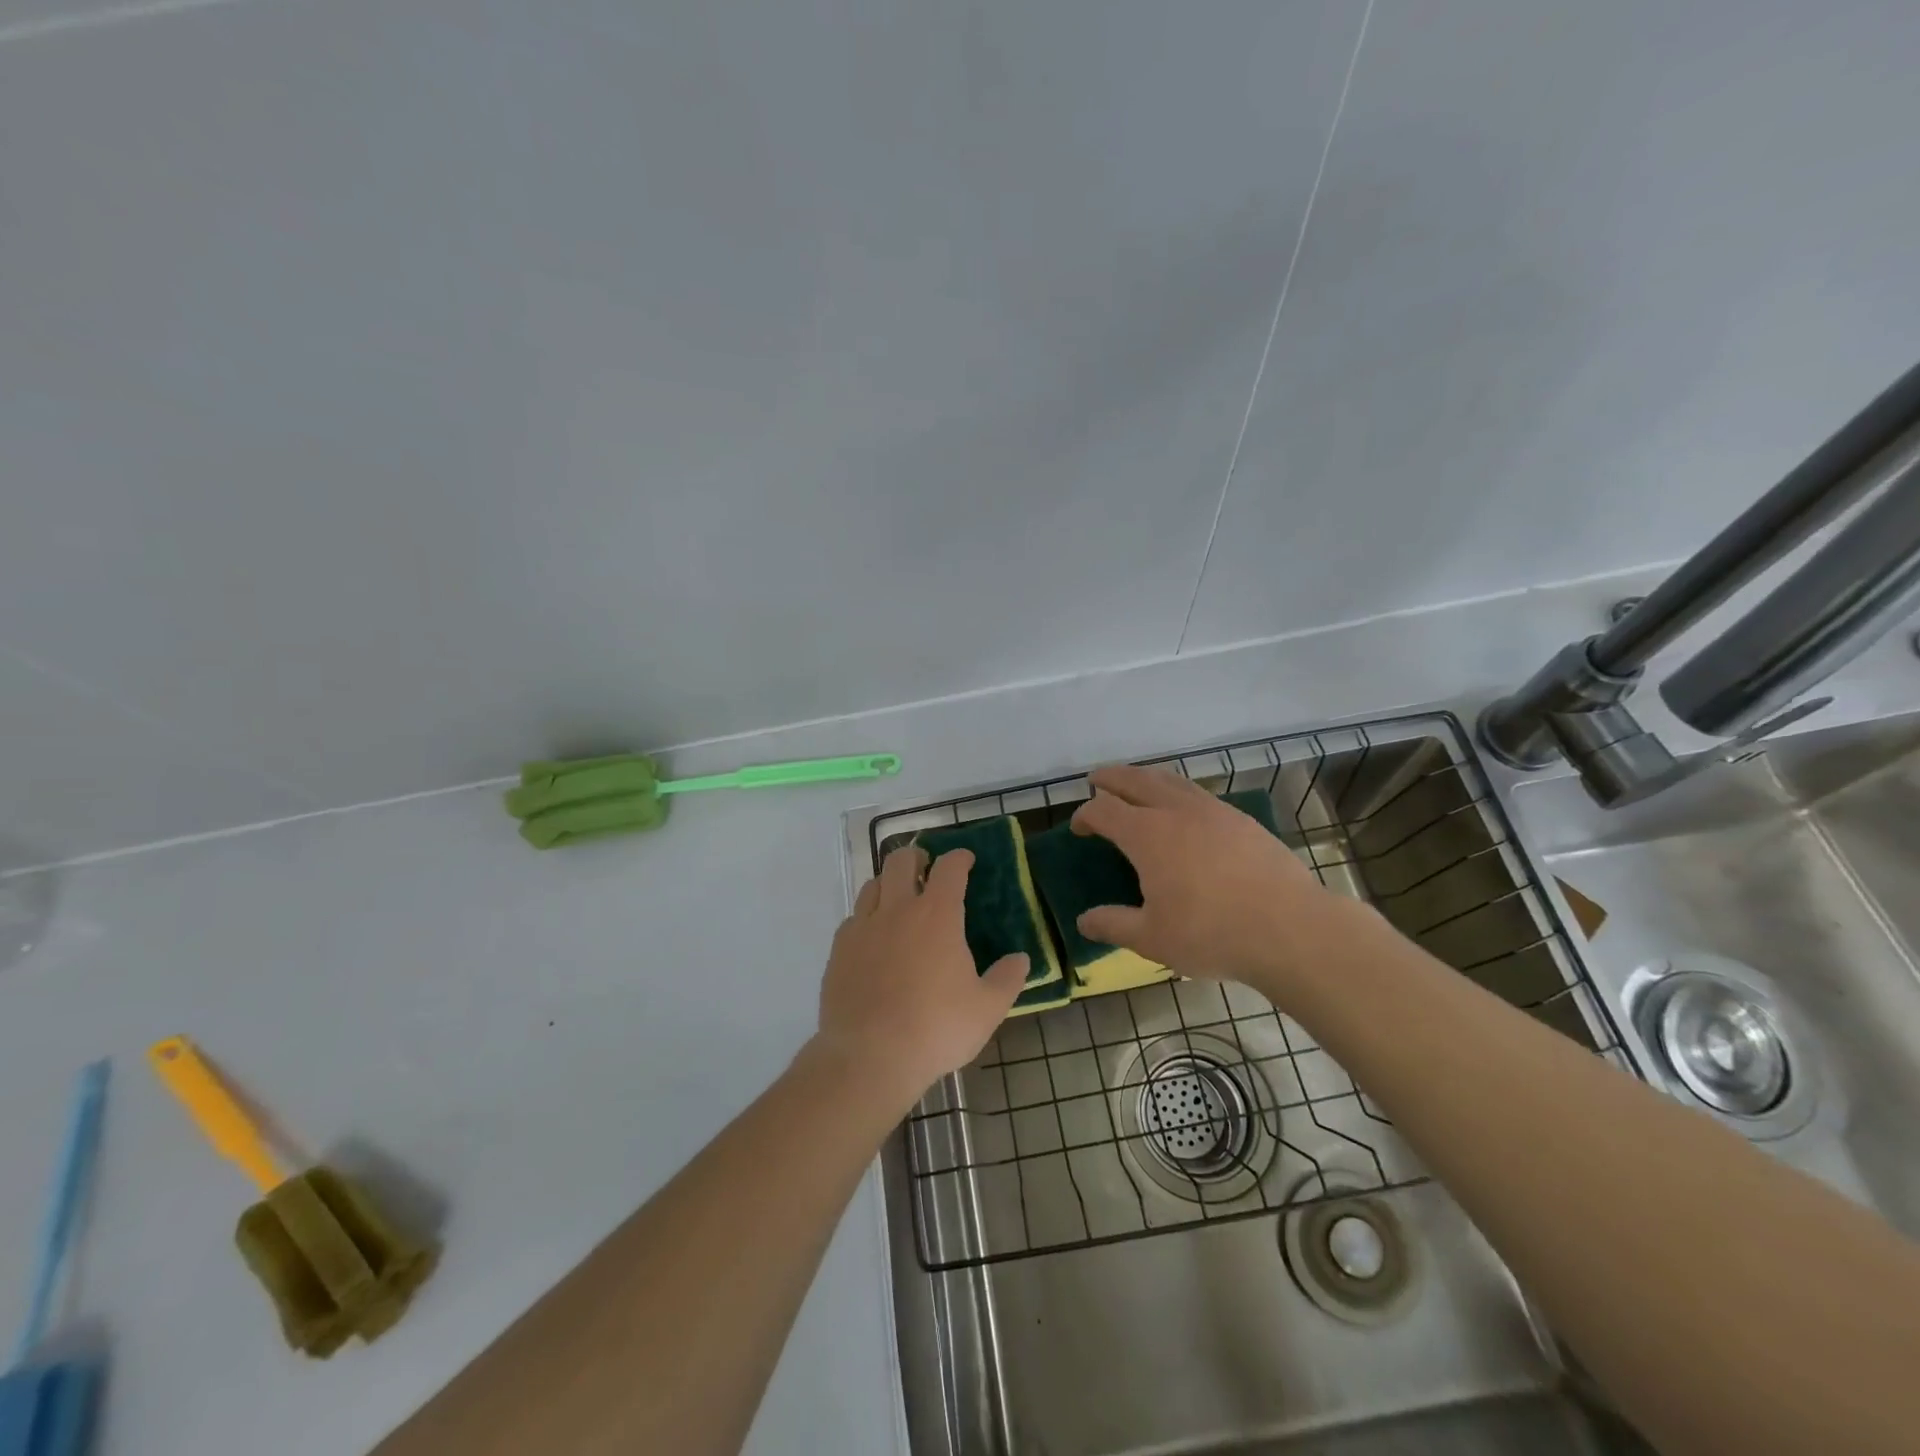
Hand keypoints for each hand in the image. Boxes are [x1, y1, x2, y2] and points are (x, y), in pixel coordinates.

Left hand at [814, 844, 1027, 1109]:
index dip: (959, 858)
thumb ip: (1007, 979)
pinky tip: (873, 938)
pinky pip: (853, 919)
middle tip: (927, 868)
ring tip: (899, 899)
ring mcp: (863, 927)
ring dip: (888, 883)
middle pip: (901, 861)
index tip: (966, 859)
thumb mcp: (986, 1009)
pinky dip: (866, 917)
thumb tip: (1021, 959)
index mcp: (937, 915)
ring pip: (872, 885)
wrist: (869, 1057)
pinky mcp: (839, 950)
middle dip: (917, 856)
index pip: (949, 868)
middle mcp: (897, 909)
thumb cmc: (936, 1029)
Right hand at [1070, 763, 1354, 995]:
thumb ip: (1113, 925)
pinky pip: (1198, 792)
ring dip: (1145, 778)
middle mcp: (1176, 810)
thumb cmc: (1212, 934)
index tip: (1078, 828)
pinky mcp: (1240, 819)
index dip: (1084, 815)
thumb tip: (1083, 921)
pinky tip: (1183, 810)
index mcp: (1147, 834)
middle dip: (1110, 778)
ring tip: (1136, 785)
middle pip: (1134, 780)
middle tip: (1097, 781)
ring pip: (1170, 779)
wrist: (1290, 928)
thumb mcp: (1152, 938)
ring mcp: (1212, 810)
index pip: (1103, 810)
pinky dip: (1177, 791)